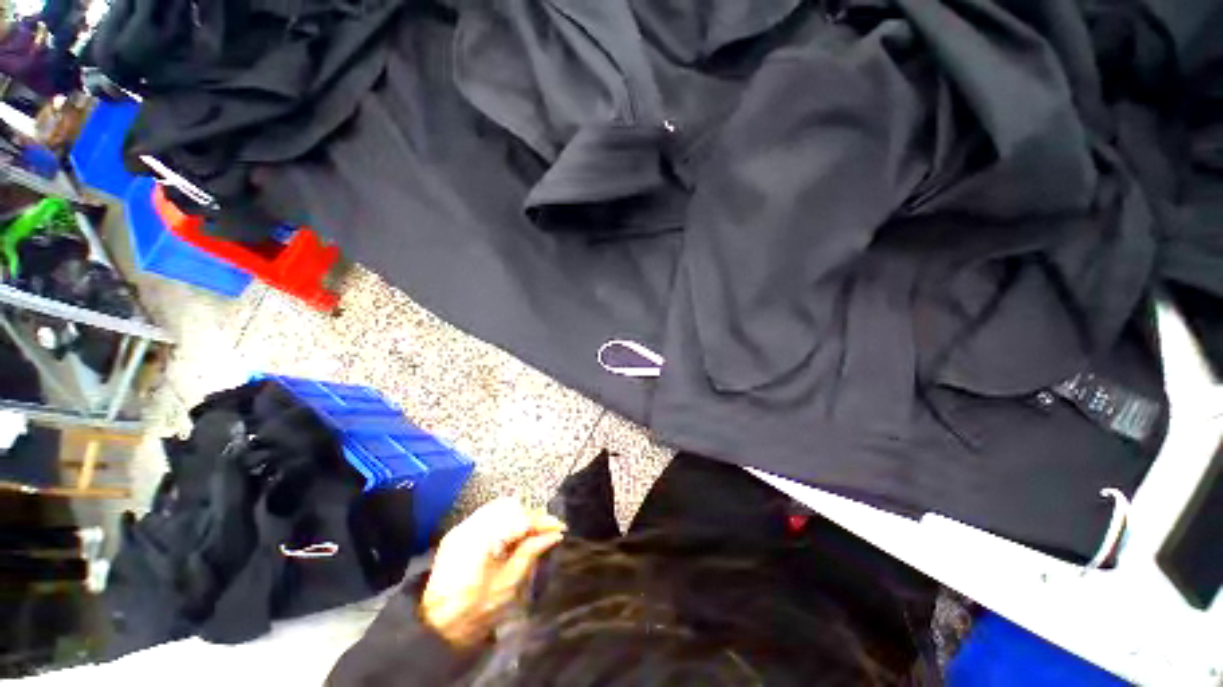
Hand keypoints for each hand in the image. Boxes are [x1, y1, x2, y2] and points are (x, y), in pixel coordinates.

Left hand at [421, 498, 565, 646]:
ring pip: (498, 507)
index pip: (521, 519)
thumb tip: (553, 536)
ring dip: (518, 515)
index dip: (543, 522)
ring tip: (532, 532)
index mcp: (482, 539)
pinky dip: (504, 520)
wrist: (434, 627)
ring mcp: (462, 527)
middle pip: (510, 506)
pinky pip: (487, 515)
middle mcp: (470, 525)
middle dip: (531, 516)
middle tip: (546, 531)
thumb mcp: (507, 585)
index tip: (560, 528)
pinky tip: (512, 534)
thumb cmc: (473, 611)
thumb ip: (529, 553)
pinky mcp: (458, 533)